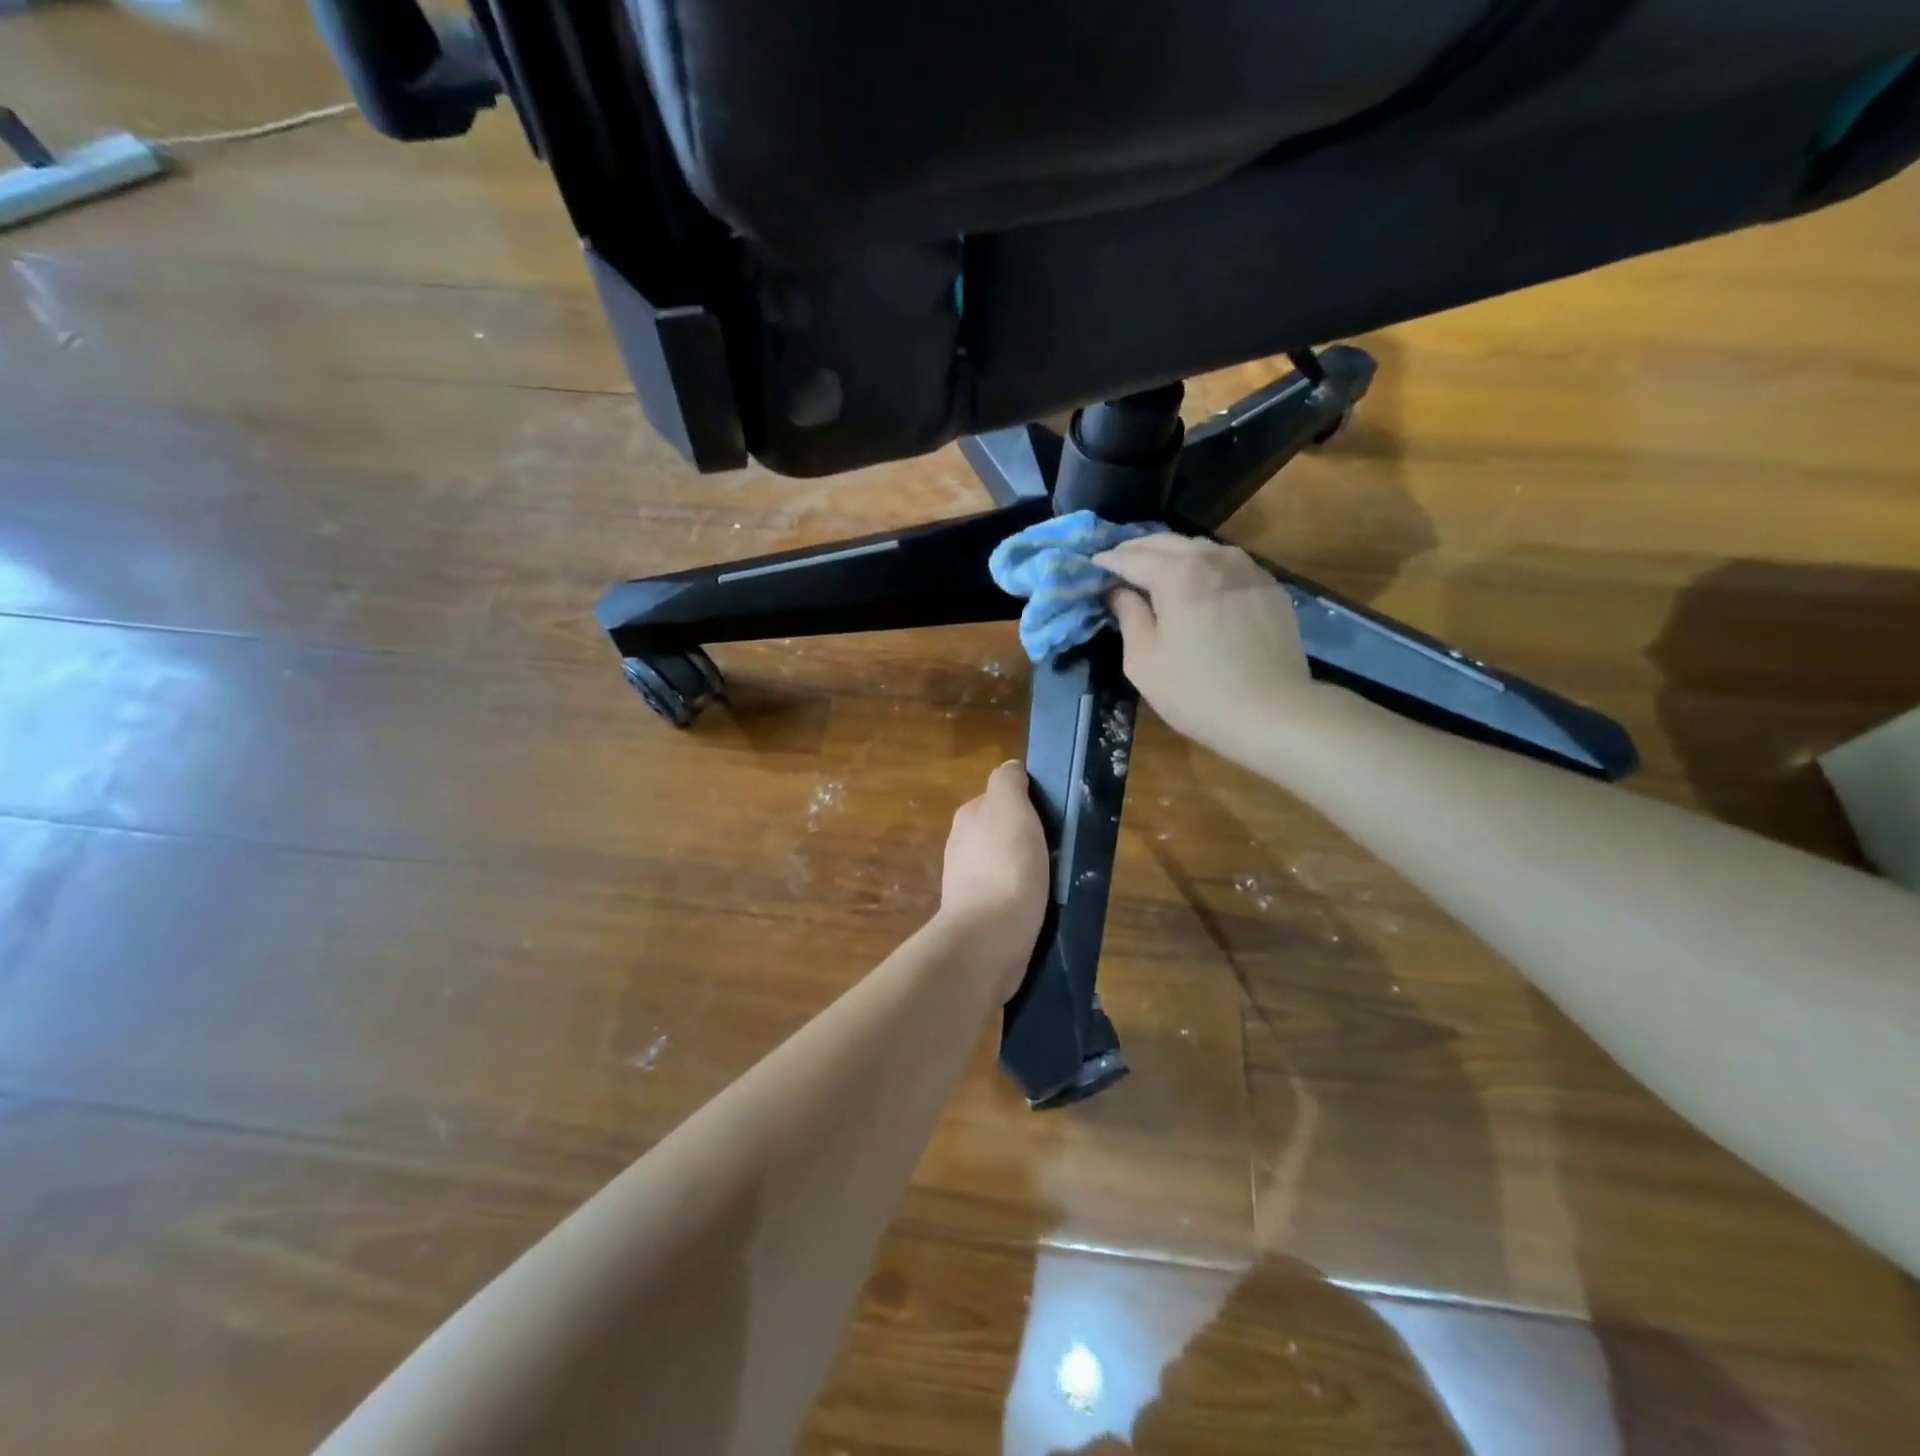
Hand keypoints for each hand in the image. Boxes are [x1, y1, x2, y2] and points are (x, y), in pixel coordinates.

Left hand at [939, 760, 1049, 997]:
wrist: (988, 937)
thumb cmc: (1005, 866)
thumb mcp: (1010, 808)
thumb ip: (1009, 782)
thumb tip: (1012, 769)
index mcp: (969, 816)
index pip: (1001, 795)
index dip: (1028, 801)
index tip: (1054, 816)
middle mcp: (962, 844)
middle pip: (1002, 829)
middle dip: (1027, 836)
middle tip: (1058, 848)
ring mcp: (967, 882)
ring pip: (1005, 862)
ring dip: (1026, 867)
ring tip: (1054, 879)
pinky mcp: (978, 914)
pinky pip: (1006, 894)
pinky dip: (1022, 895)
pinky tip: (1039, 905)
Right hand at [1094, 534, 1313, 753]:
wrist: (1272, 712)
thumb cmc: (1196, 691)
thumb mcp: (1144, 661)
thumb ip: (1129, 616)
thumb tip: (1118, 592)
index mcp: (1177, 574)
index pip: (1131, 557)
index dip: (1107, 562)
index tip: (1090, 568)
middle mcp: (1213, 558)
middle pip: (1166, 542)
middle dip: (1136, 550)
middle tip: (1116, 564)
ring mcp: (1247, 569)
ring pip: (1200, 548)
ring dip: (1171, 554)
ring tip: (1153, 571)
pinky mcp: (1269, 587)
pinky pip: (1227, 564)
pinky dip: (1203, 567)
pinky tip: (1197, 586)